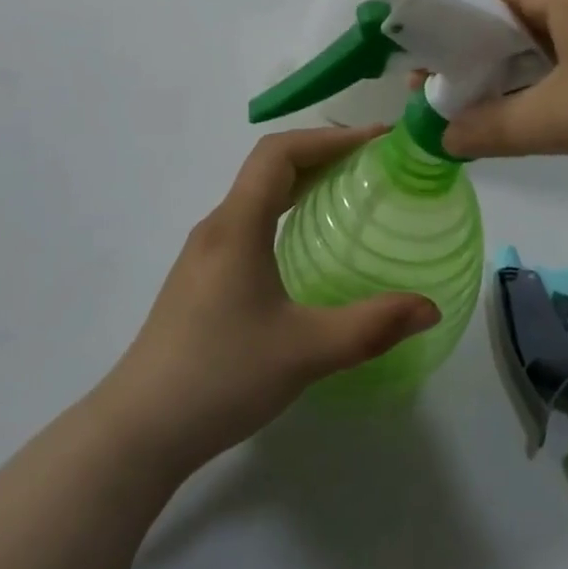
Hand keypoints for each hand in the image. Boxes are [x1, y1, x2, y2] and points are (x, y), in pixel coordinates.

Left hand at [104, 127, 440, 473]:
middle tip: (374, 164)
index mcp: (237, 225)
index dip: (329, 137)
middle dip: (322, 153)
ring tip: (350, 193)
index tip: (376, 142)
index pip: (279, 152)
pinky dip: (286, 210)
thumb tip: (429, 308)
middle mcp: (218, 227)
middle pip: (269, 166)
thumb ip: (371, 327)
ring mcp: (205, 253)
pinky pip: (250, 221)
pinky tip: (308, 243)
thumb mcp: (304, 352)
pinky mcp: (202, 278)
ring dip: (303, 181)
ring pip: (257, 195)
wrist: (138, 431)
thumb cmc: (220, 377)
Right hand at [440, 0, 567, 189]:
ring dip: (507, 72)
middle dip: (470, 53)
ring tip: (477, 112)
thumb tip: (442, 139)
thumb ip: (493, 128)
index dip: (441, 20)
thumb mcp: (563, 118)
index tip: (416, 64)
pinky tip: (532, 115)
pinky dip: (543, 81)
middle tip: (440, 98)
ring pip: (540, 37)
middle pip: (507, 10)